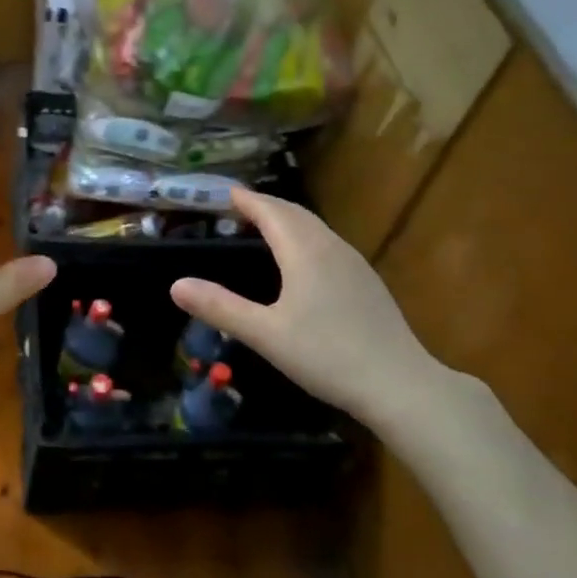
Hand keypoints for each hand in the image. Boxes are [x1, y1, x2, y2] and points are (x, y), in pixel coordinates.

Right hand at [169, 188, 478, 454]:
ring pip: (315, 228)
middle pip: (295, 214)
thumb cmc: (327, 356)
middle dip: (267, 205)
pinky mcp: (367, 283)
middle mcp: (331, 248)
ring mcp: (354, 264)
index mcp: (304, 252)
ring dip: (288, 220)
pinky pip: (328, 244)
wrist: (400, 385)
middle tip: (240, 207)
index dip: (247, 200)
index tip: (226, 193)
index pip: (271, 212)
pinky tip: (303, 260)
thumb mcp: (265, 334)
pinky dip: (305, 237)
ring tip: (266, 226)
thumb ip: (220, 308)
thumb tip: (176, 285)